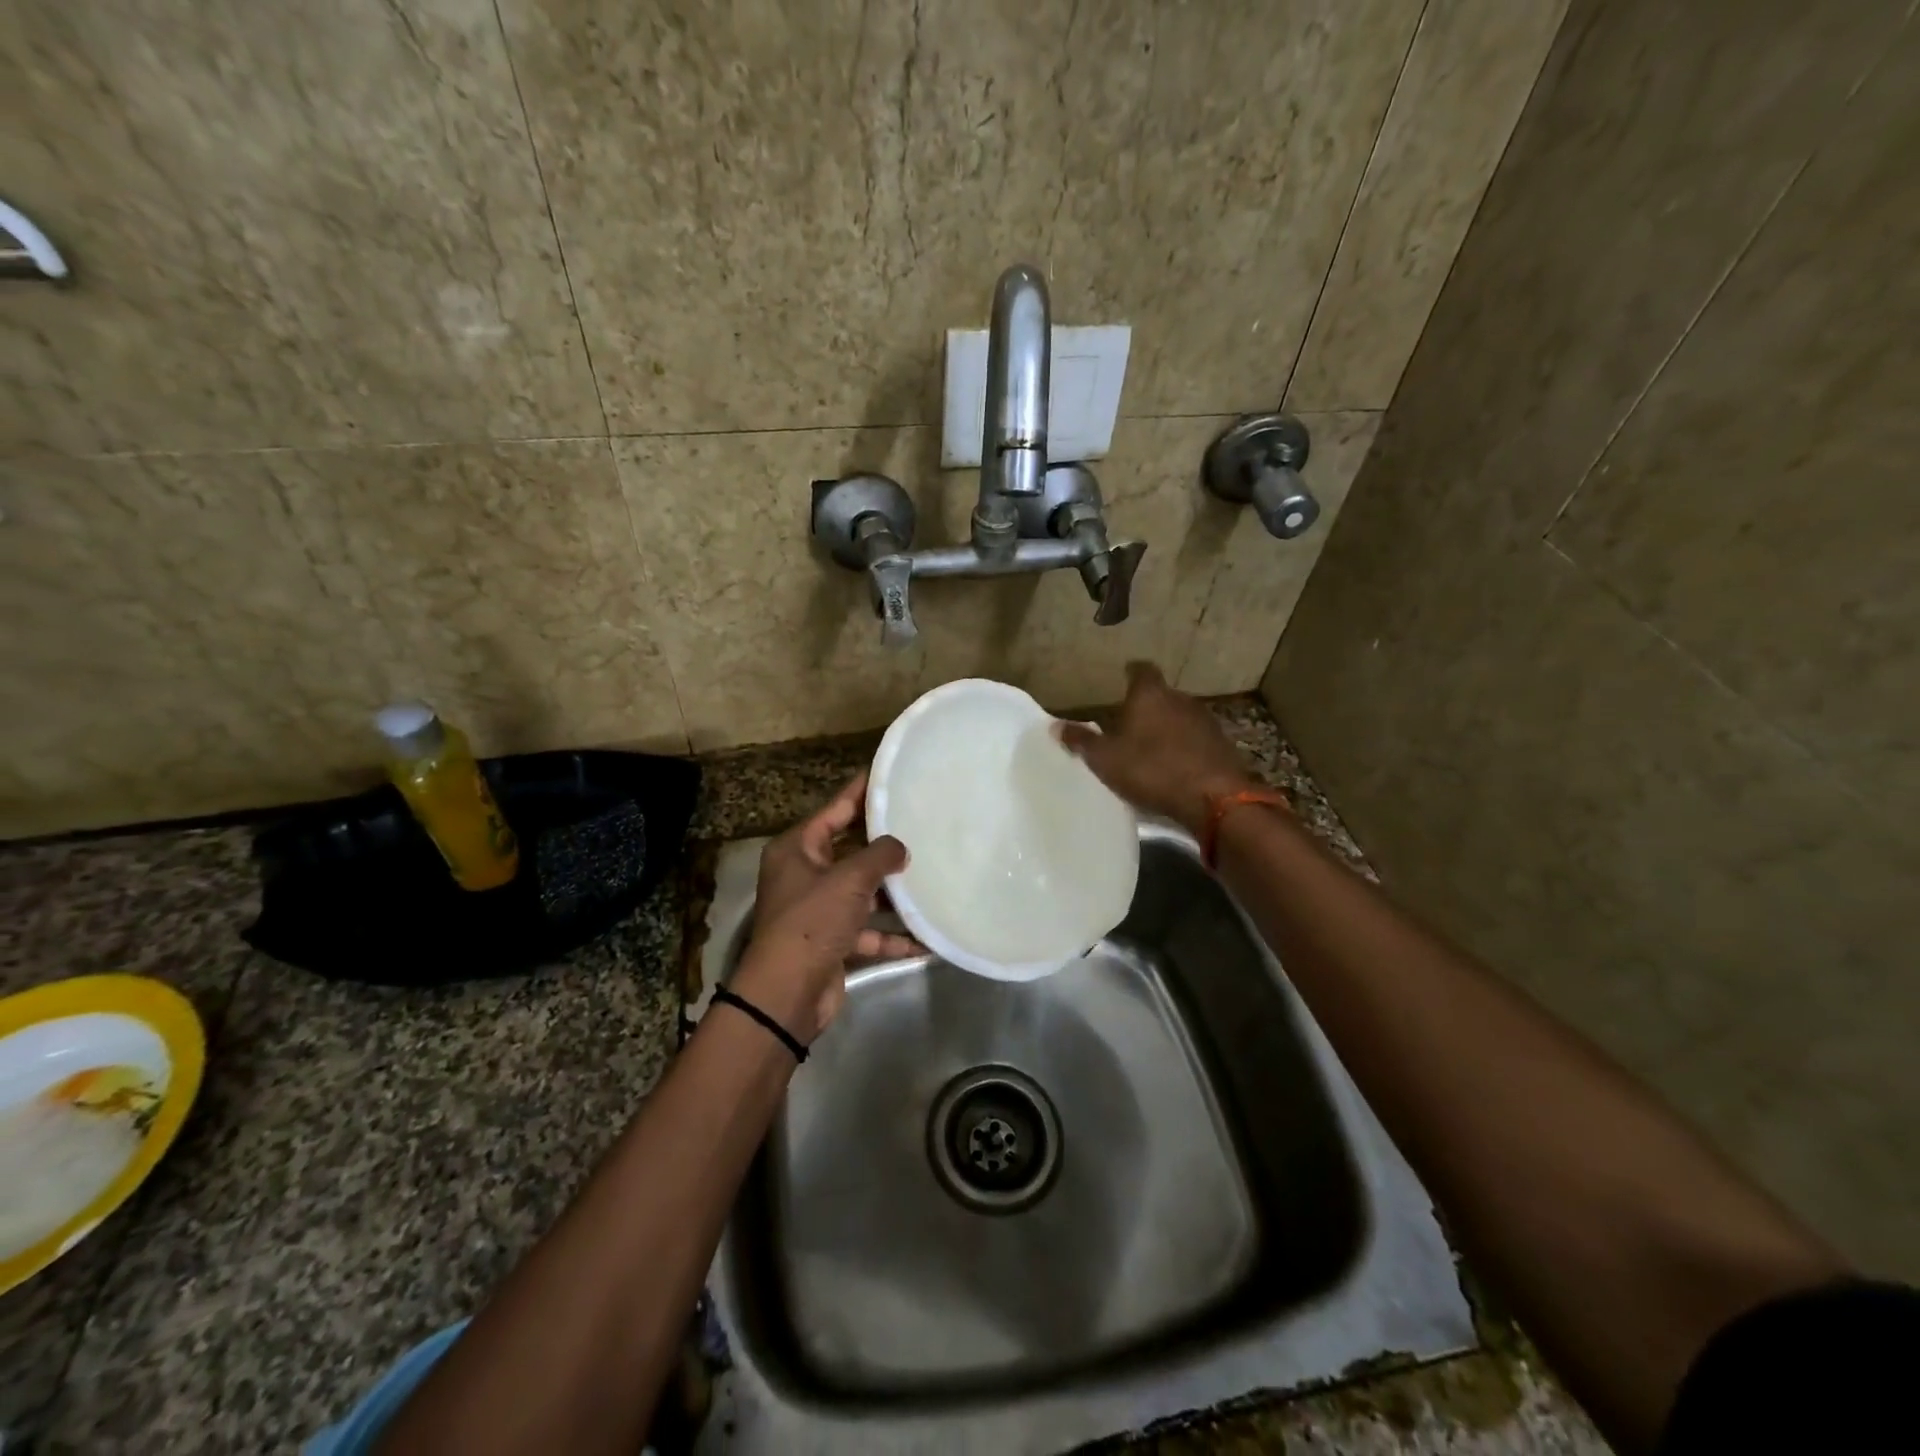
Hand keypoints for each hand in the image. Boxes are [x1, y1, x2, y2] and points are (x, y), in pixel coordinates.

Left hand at [730, 771, 916, 1045]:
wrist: (788, 994)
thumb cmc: (813, 922)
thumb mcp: (849, 879)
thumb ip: (880, 855)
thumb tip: (900, 848)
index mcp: (798, 849)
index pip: (835, 809)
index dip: (861, 792)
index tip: (889, 776)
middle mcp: (805, 875)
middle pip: (851, 850)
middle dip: (884, 844)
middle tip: (922, 824)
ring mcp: (820, 910)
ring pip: (863, 892)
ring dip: (893, 892)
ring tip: (932, 876)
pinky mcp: (834, 942)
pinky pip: (869, 930)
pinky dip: (894, 934)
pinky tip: (927, 938)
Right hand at [1056, 662, 1258, 835]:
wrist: (1213, 798)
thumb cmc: (1151, 769)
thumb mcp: (1105, 759)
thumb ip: (1081, 741)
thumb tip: (1055, 726)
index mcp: (1149, 695)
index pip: (1141, 670)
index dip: (1132, 673)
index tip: (1124, 677)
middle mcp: (1180, 699)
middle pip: (1161, 695)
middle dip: (1148, 706)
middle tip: (1130, 722)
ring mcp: (1205, 721)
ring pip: (1180, 717)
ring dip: (1168, 727)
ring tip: (1151, 746)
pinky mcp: (1222, 745)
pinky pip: (1196, 740)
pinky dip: (1185, 747)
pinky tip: (1175, 765)